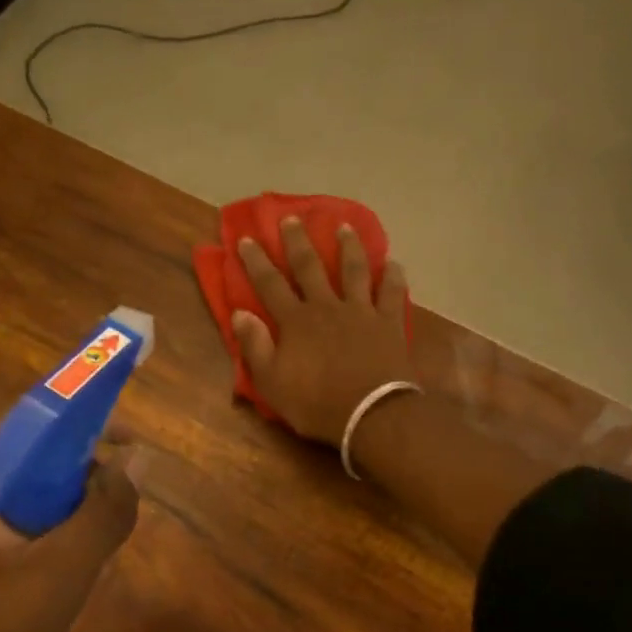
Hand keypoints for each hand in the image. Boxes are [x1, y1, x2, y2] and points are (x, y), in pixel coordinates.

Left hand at [0, 412, 138, 631]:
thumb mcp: (60, 578)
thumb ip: (103, 515)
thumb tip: (130, 464)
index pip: (17, 418)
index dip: (76, 419)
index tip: (123, 441)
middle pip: (12, 455)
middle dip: (70, 471)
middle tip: (114, 497)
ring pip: (6, 492)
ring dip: (55, 505)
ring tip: (93, 539)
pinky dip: (32, 531)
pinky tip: (60, 568)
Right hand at [234, 217, 412, 443]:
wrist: (371, 413)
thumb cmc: (316, 403)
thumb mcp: (272, 383)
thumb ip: (255, 347)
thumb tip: (239, 314)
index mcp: (296, 321)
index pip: (270, 285)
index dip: (256, 262)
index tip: (248, 239)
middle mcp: (327, 307)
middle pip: (310, 267)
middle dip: (298, 242)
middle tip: (292, 218)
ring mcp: (361, 312)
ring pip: (353, 270)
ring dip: (348, 246)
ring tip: (344, 226)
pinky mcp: (388, 323)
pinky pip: (391, 293)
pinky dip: (392, 276)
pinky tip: (393, 262)